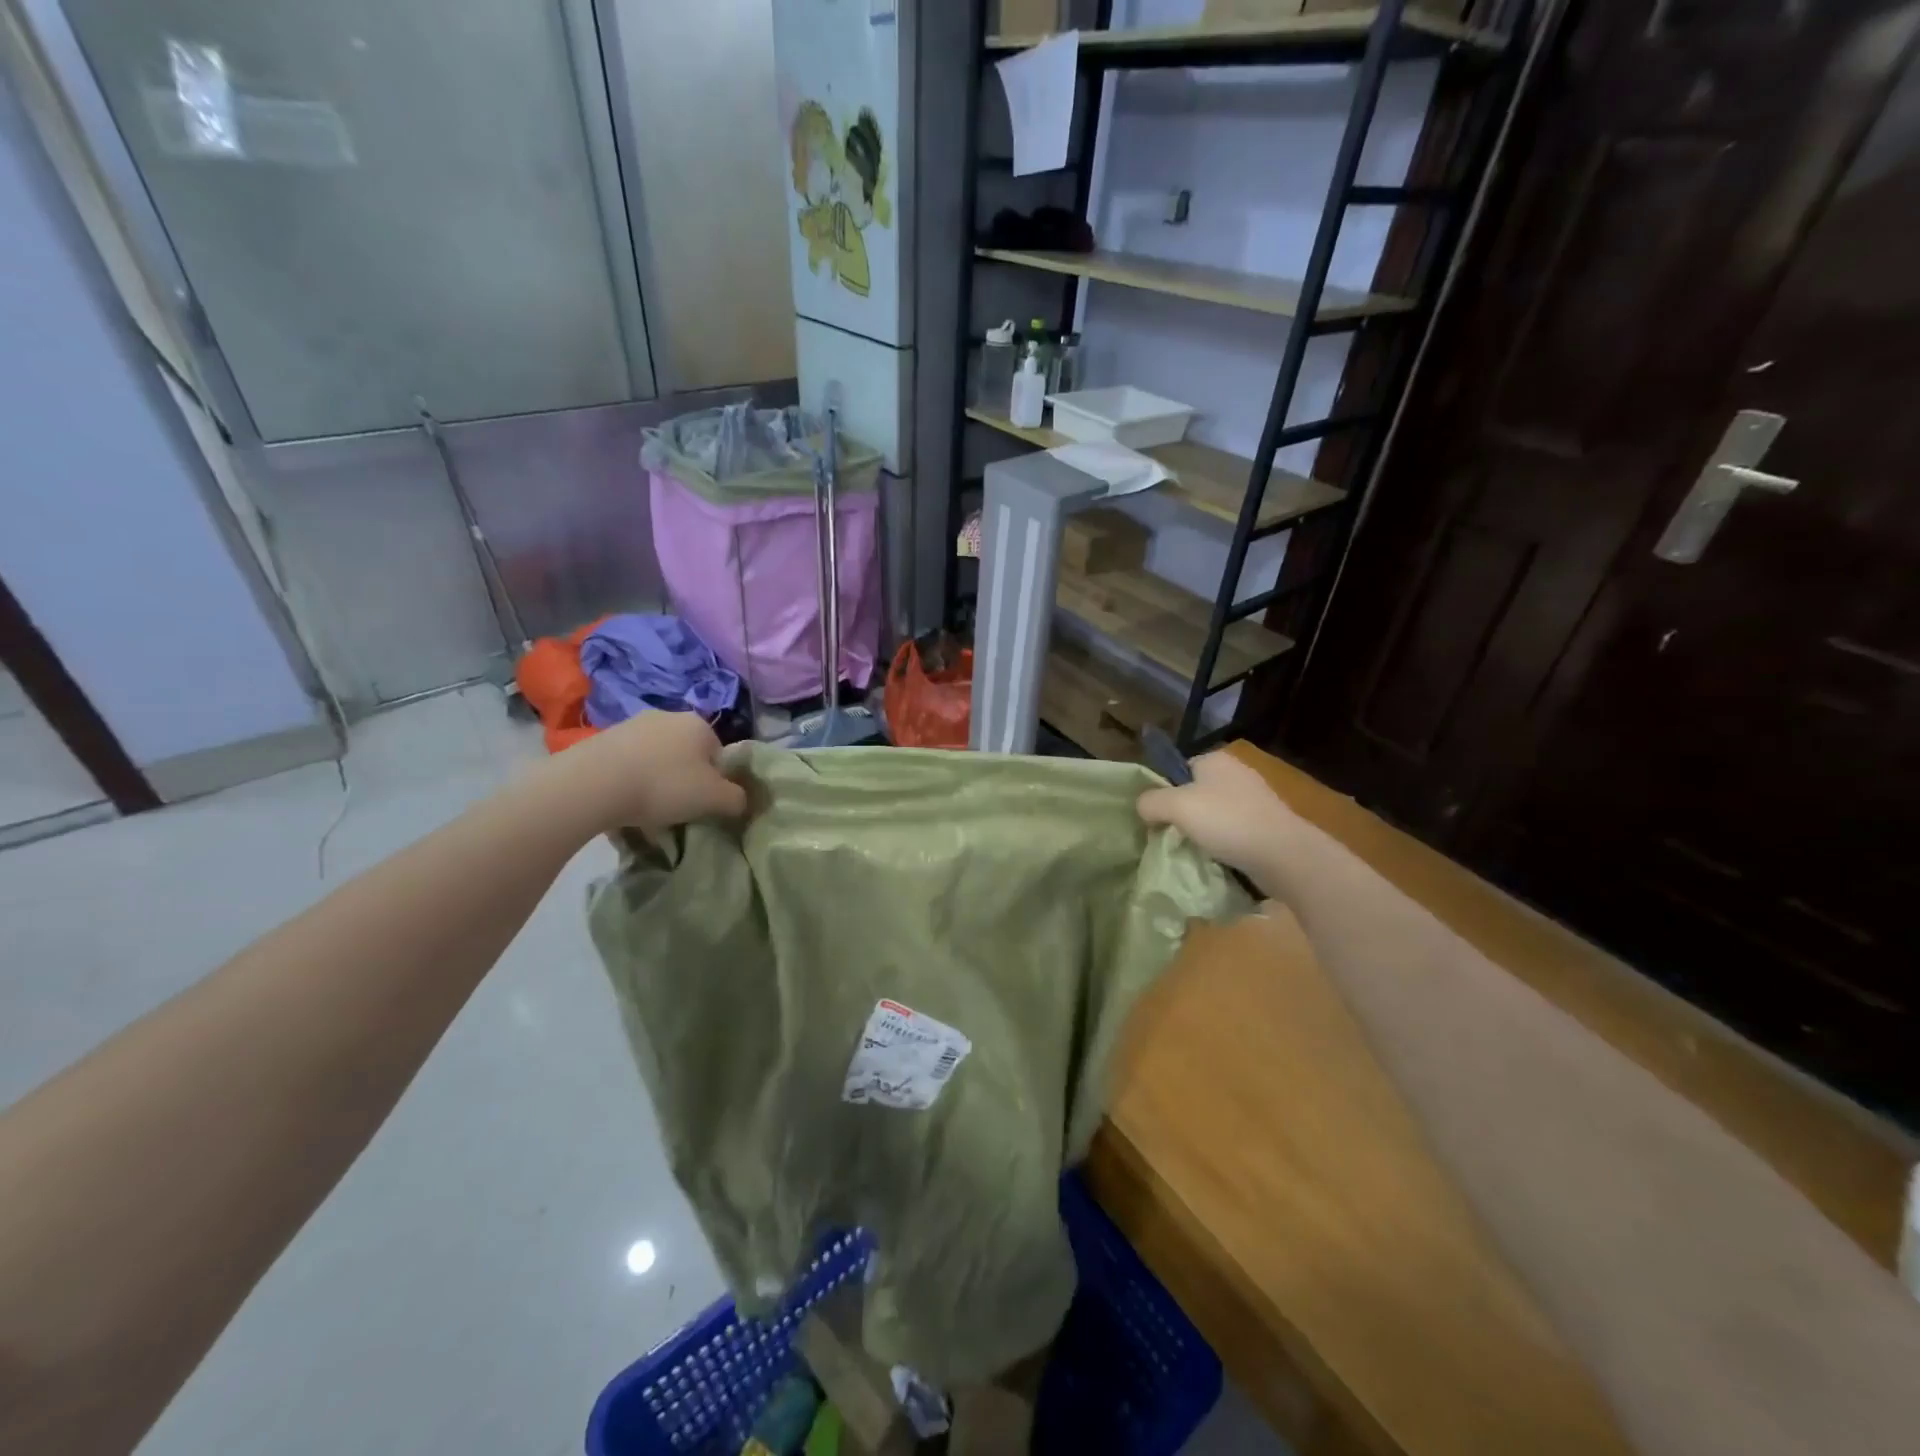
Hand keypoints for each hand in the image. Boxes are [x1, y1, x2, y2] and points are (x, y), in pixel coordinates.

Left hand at [543, 711, 746, 836]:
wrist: (593, 784)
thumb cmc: (664, 786)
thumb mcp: (714, 799)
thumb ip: (737, 799)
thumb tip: (741, 800)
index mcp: (699, 724)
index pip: (719, 754)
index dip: (715, 781)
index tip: (703, 803)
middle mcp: (668, 716)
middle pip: (687, 753)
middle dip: (685, 778)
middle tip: (676, 807)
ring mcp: (633, 724)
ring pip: (657, 757)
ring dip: (656, 778)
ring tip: (646, 808)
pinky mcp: (603, 738)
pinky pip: (629, 762)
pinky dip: (630, 779)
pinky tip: (622, 801)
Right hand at [1137, 751, 1300, 881]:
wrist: (1283, 855)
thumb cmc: (1227, 821)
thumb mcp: (1175, 806)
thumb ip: (1150, 802)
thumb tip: (1143, 807)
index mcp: (1215, 760)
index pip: (1179, 769)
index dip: (1165, 791)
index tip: (1157, 816)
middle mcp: (1237, 773)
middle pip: (1196, 793)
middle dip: (1183, 814)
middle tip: (1170, 836)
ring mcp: (1256, 800)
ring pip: (1215, 814)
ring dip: (1203, 831)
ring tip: (1192, 851)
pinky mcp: (1267, 825)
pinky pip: (1233, 831)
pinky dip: (1223, 844)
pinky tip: (1216, 859)